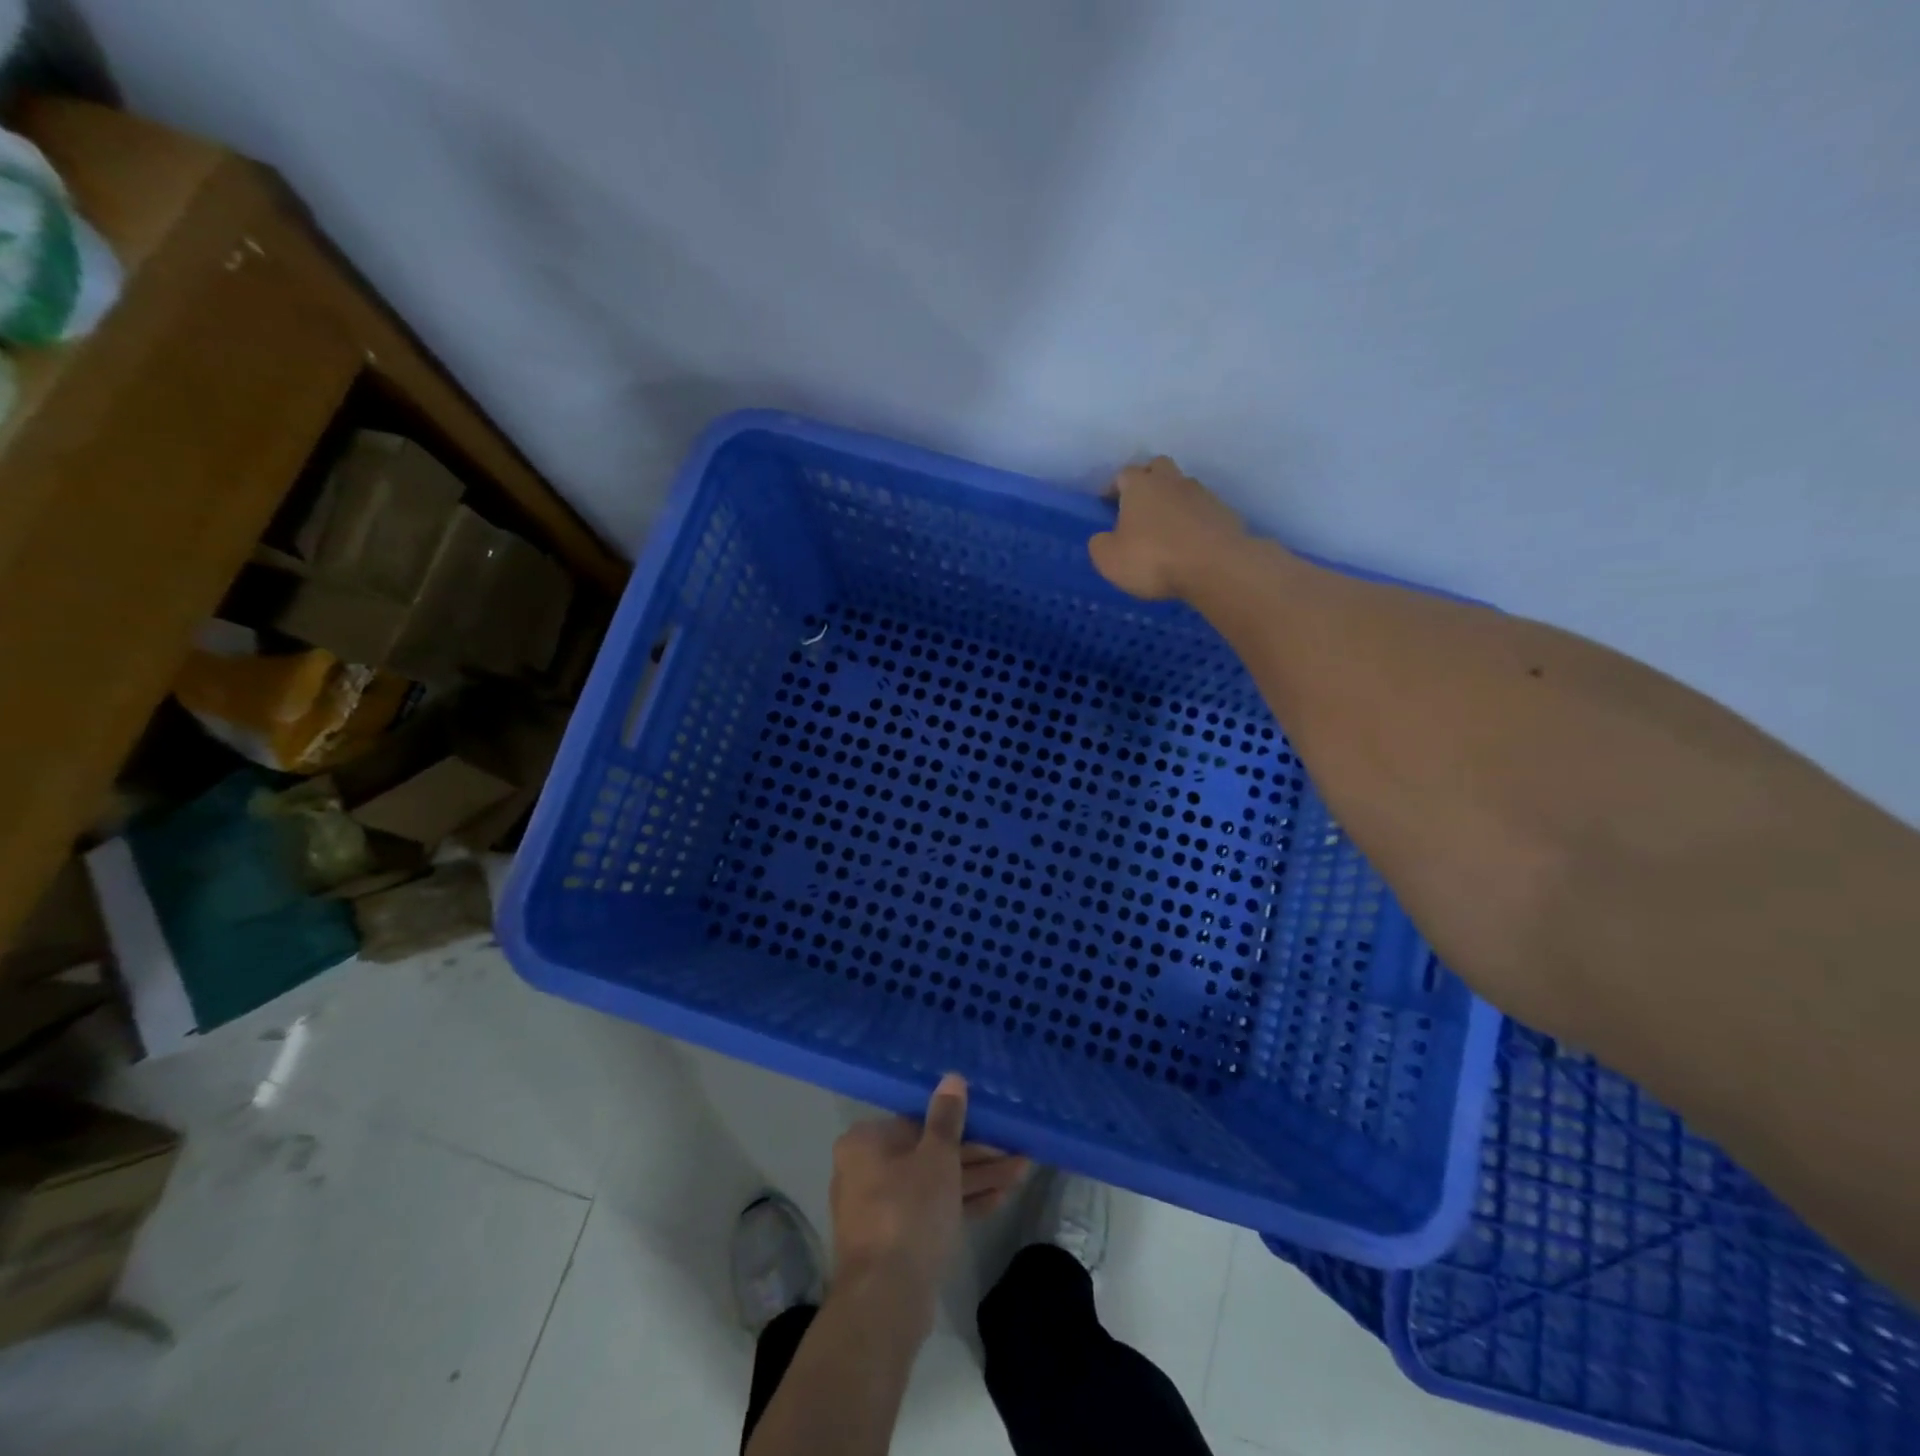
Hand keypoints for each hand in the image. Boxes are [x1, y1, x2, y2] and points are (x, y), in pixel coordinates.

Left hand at [827, 1075, 1026, 1331]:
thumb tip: (952, 1078)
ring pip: (935, 1184)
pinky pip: (932, 1211)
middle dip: (975, 1153)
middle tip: (1013, 1150)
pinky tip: (1001, 1199)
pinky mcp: (896, 1242)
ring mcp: (881, 1209)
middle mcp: (866, 1171)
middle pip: (928, 1154)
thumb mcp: (937, 1157)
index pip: (917, 1121)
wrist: (886, 1301)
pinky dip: (962, 1204)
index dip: (958, 1123)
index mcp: (866, 1143)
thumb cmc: (909, 1211)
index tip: (990, 1123)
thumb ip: (947, 1117)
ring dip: (976, 1178)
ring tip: (1021, 1171)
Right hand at [1088, 455, 1249, 600]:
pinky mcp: (1225, 513)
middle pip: (1158, 468)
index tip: (1108, 506)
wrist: (1216, 567)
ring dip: (1173, 503)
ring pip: (1183, 489)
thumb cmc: (1154, 558)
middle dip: (1147, 482)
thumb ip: (1100, 544)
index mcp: (1140, 485)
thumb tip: (1104, 538)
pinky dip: (1194, 522)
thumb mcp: (1109, 559)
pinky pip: (1203, 512)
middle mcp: (1172, 481)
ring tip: (1166, 531)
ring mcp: (1203, 495)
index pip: (1123, 474)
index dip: (1114, 488)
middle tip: (1139, 509)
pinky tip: (1190, 545)